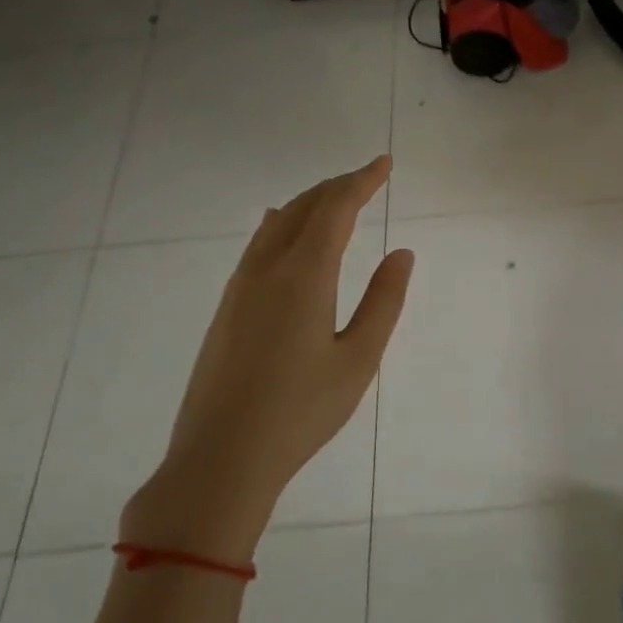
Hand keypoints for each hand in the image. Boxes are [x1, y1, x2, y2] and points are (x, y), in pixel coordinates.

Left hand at [121, 156, 412, 561]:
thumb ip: (383, 302)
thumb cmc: (302, 411)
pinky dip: (282, 225)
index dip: (361, 181)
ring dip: (308, 203)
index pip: (335, 210)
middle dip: (336, 187)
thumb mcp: (359, 359)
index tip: (384, 164)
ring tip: (334, 198)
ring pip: (276, 225)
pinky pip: (258, 247)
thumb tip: (401, 253)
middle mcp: (266, 270)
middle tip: (367, 177)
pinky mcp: (227, 309)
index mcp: (304, 276)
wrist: (221, 458)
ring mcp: (240, 289)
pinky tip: (283, 229)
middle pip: (302, 209)